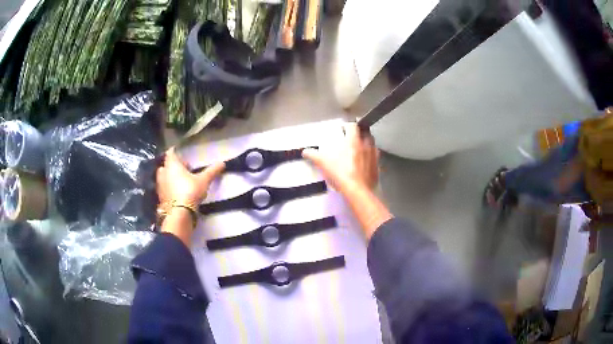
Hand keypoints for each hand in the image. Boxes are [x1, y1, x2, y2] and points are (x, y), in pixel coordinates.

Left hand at [156, 148, 224, 206]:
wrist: (179, 213)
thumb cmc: (190, 191)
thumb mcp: (204, 180)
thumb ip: (212, 171)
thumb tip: (222, 163)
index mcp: (172, 165)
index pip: (170, 153)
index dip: (175, 151)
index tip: (181, 153)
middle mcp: (163, 173)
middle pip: (166, 165)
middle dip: (173, 166)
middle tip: (184, 169)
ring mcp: (160, 186)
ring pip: (164, 177)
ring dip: (170, 178)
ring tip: (181, 181)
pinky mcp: (160, 198)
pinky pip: (164, 189)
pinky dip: (169, 189)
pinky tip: (177, 193)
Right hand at [302, 123, 378, 191]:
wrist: (357, 190)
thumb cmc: (340, 173)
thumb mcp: (323, 163)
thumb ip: (314, 155)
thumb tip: (305, 151)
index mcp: (353, 141)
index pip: (352, 126)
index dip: (347, 126)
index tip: (343, 129)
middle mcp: (366, 145)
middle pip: (365, 133)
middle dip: (359, 134)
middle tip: (352, 138)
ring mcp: (373, 155)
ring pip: (372, 144)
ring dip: (366, 144)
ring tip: (359, 150)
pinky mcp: (377, 166)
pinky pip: (375, 158)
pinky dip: (370, 158)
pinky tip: (365, 163)